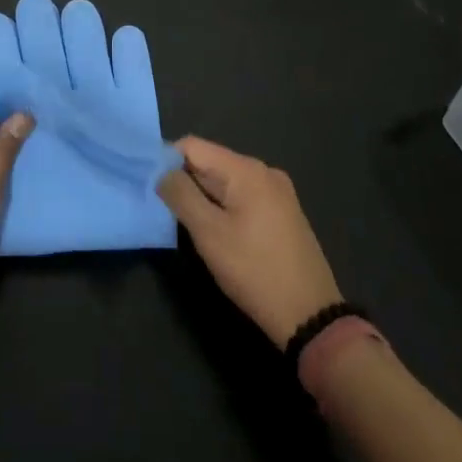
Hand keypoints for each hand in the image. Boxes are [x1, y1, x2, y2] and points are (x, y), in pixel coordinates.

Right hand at [156, 137, 342, 347]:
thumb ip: (180, 195)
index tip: (151, 188)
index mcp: (246, 170)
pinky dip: (223, 207)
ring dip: (203, 197)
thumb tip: (161, 172)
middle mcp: (264, 171)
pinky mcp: (283, 213)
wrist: (310, 315)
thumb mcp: (208, 233)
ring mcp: (278, 192)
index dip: (166, 162)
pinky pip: (242, 197)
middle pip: (209, 162)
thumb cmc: (254, 270)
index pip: (192, 146)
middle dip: (185, 182)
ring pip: (225, 182)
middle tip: (166, 212)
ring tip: (190, 226)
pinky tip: (218, 234)